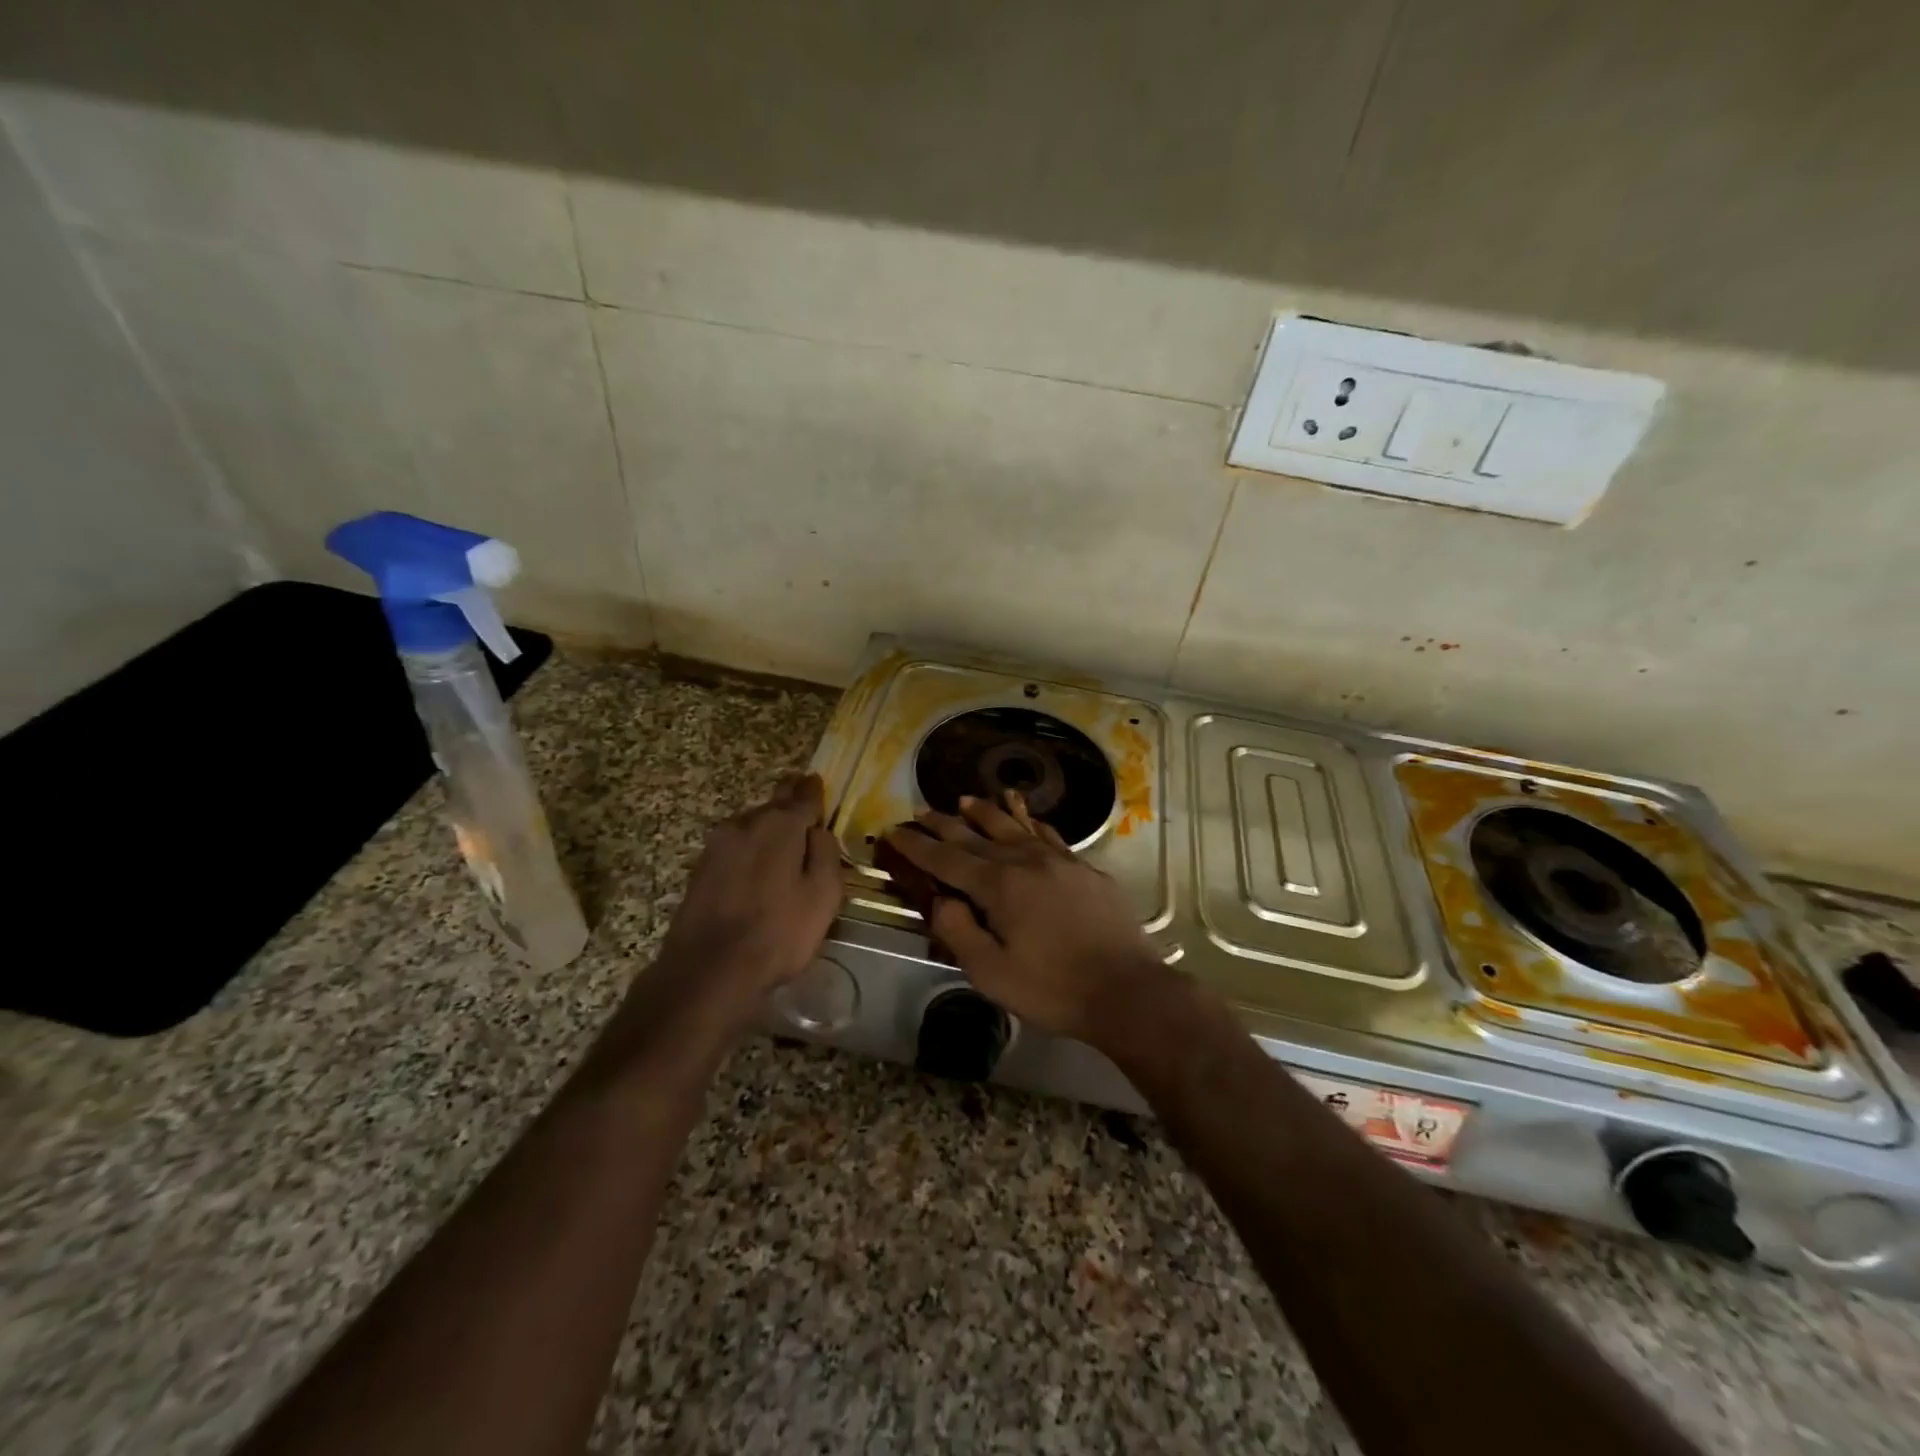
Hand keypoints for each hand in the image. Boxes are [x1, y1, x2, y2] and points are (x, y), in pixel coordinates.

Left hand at [654, 772, 843, 1012]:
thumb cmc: (778, 932)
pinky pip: (734, 846)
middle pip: (773, 804)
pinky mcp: (700, 868)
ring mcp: (717, 845)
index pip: (802, 795)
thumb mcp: (823, 895)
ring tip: (782, 841)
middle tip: (802, 806)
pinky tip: (756, 866)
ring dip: (767, 827)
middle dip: (789, 802)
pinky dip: (749, 848)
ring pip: (750, 824)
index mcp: (780, 825)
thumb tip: (818, 831)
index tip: (817, 782)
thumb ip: (826, 854)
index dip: (813, 790)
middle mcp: (746, 824)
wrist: (708, 970)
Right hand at [880, 794, 1165, 1042]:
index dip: (917, 845)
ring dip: (985, 812)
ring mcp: (1059, 860)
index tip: (894, 830)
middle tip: (921, 811)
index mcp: (998, 886)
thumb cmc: (1053, 988)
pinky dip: (1030, 822)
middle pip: (976, 835)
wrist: (1127, 989)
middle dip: (944, 823)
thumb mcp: (990, 973)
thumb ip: (958, 931)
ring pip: (1013, 826)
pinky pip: (1049, 835)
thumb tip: (941, 899)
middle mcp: (1025, 861)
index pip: (946, 858)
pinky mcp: (1084, 868)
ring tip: (965, 801)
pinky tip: (1025, 818)